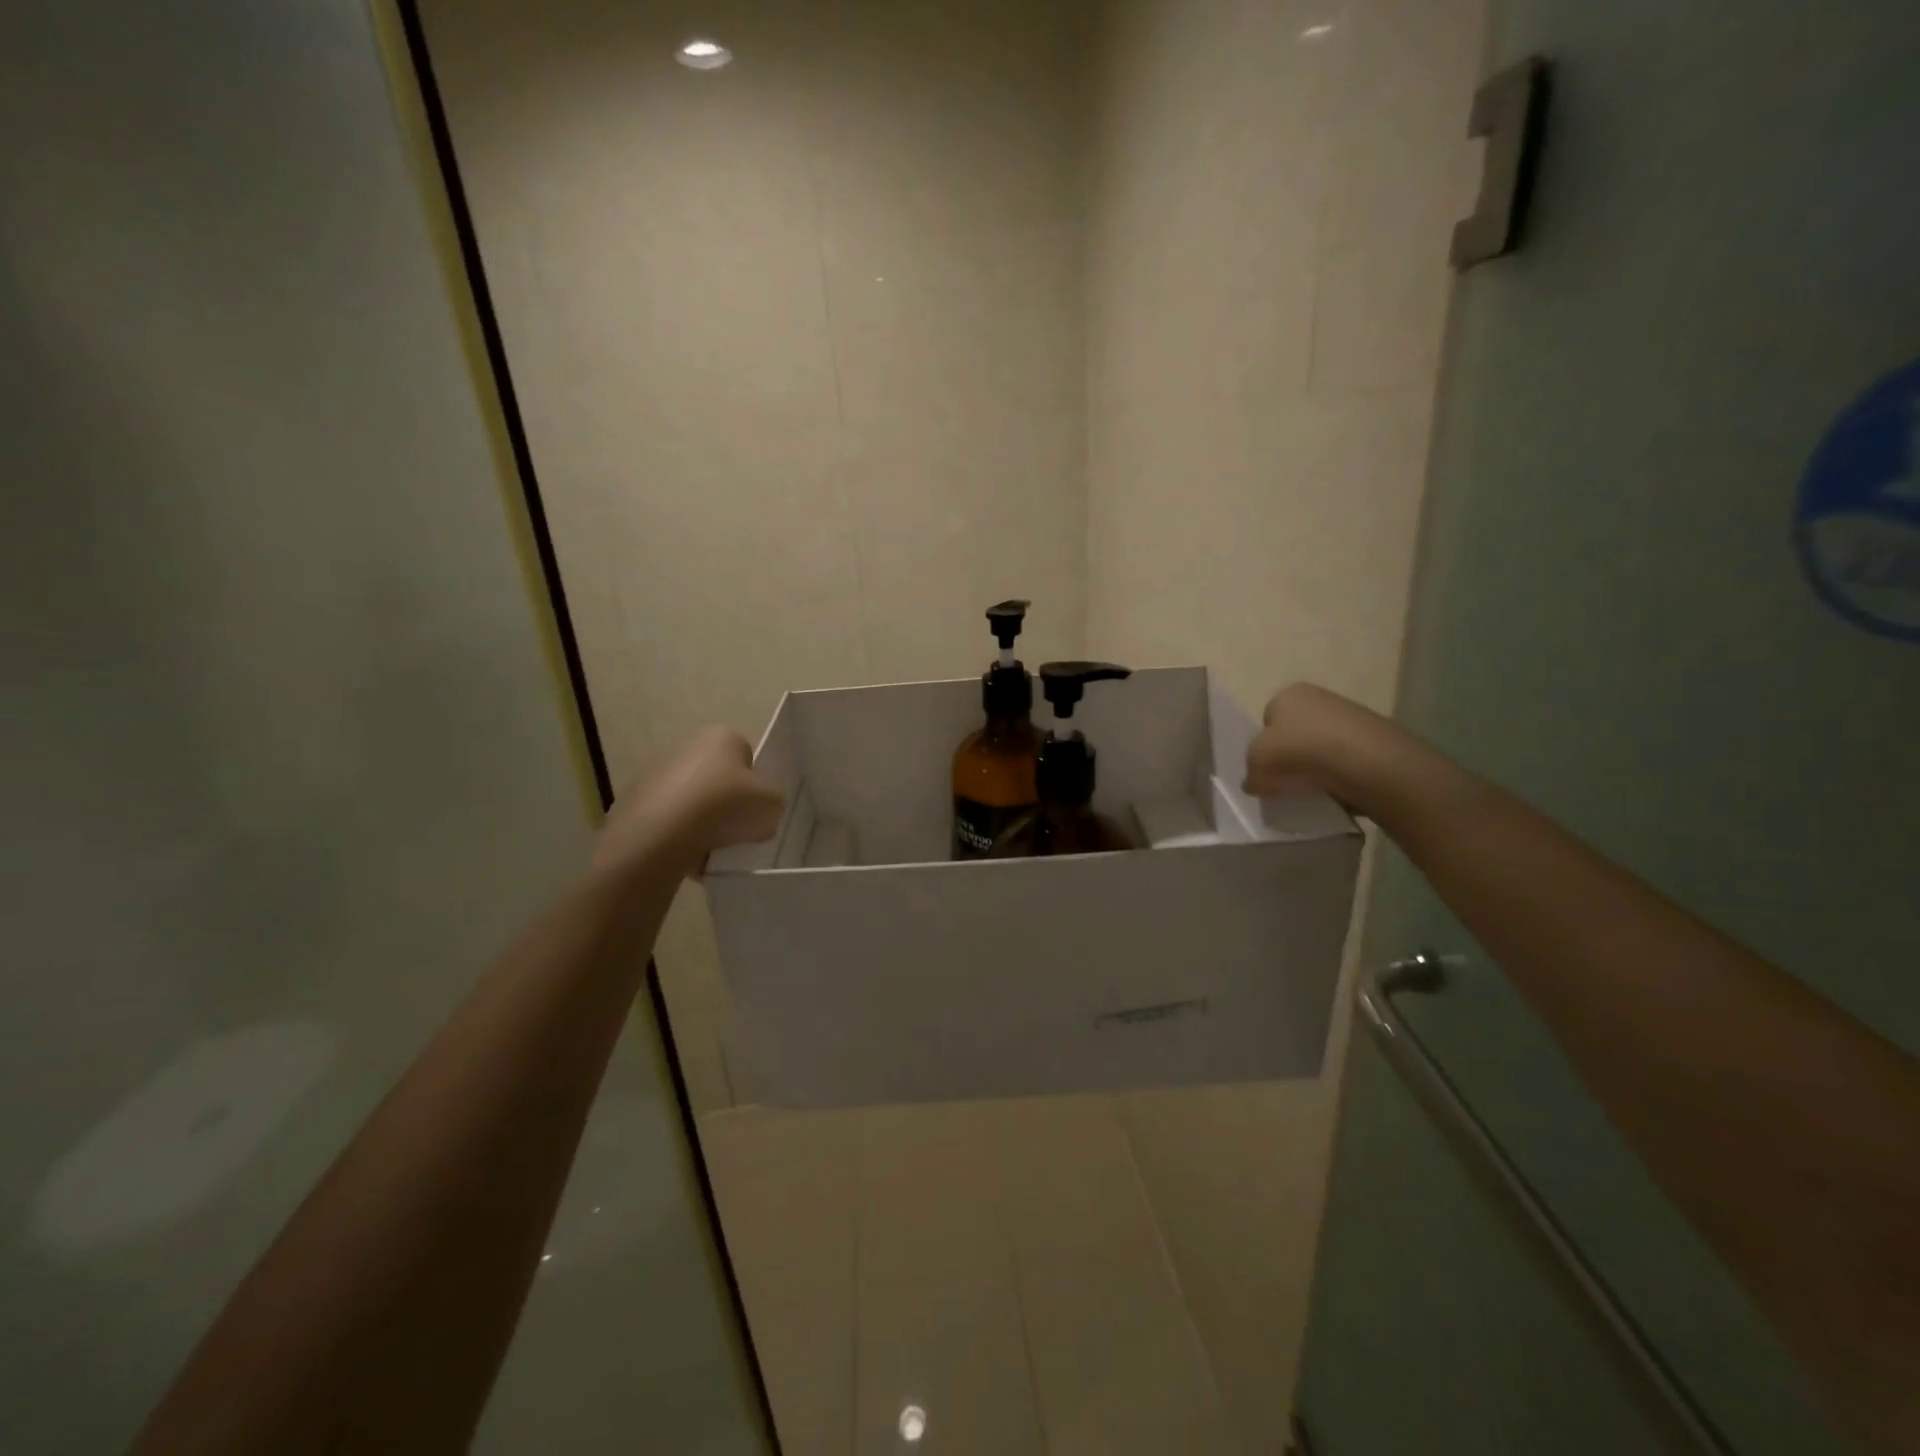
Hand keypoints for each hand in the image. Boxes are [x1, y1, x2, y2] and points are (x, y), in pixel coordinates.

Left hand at [593, 727, 784, 878]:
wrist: (663, 833)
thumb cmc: (725, 805)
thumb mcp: (772, 804)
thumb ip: (772, 803)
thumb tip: (761, 813)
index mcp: (722, 737)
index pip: (747, 758)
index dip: (755, 786)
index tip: (755, 809)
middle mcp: (687, 746)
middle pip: (718, 778)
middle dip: (727, 803)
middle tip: (737, 830)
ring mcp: (657, 774)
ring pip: (693, 801)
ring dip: (703, 821)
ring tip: (712, 848)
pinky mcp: (637, 802)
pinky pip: (670, 820)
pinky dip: (680, 835)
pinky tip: (688, 854)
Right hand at [1244, 683, 1393, 805]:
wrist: (1365, 761)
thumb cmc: (1299, 751)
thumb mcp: (1257, 764)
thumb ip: (1251, 773)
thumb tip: (1255, 783)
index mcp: (1287, 694)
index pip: (1267, 720)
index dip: (1264, 747)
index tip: (1267, 770)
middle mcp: (1318, 696)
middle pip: (1295, 733)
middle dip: (1291, 756)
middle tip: (1287, 782)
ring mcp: (1350, 716)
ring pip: (1321, 747)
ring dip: (1316, 767)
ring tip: (1314, 790)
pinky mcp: (1374, 739)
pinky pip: (1345, 760)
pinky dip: (1339, 775)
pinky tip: (1337, 789)